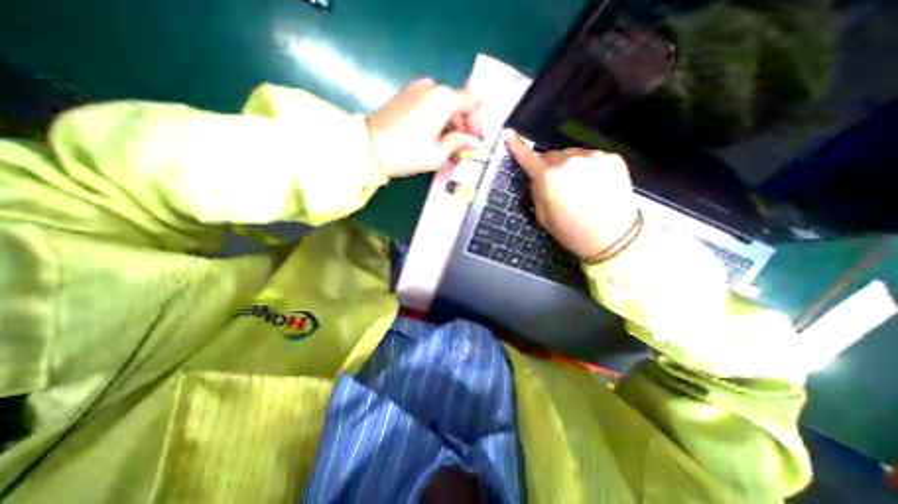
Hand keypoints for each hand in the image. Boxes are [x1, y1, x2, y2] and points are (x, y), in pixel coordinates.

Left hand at [363, 78, 480, 177]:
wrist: (369, 148)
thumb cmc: (408, 152)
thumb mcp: (439, 154)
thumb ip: (460, 143)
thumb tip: (475, 142)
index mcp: (444, 98)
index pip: (472, 102)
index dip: (477, 122)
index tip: (474, 141)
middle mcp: (432, 87)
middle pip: (457, 104)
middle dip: (463, 127)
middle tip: (462, 149)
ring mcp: (416, 89)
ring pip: (443, 106)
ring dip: (450, 126)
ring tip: (448, 149)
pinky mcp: (404, 96)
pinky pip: (429, 106)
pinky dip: (436, 121)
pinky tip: (434, 140)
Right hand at [505, 130, 637, 258]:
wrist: (613, 238)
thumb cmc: (571, 231)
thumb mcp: (543, 217)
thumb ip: (536, 192)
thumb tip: (537, 177)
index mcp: (549, 177)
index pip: (528, 158)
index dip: (517, 146)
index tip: (509, 134)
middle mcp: (569, 161)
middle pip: (551, 156)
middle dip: (549, 167)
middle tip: (557, 187)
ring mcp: (593, 156)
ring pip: (572, 156)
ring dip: (570, 166)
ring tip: (580, 188)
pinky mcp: (612, 158)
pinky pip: (591, 158)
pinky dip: (588, 167)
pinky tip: (595, 185)